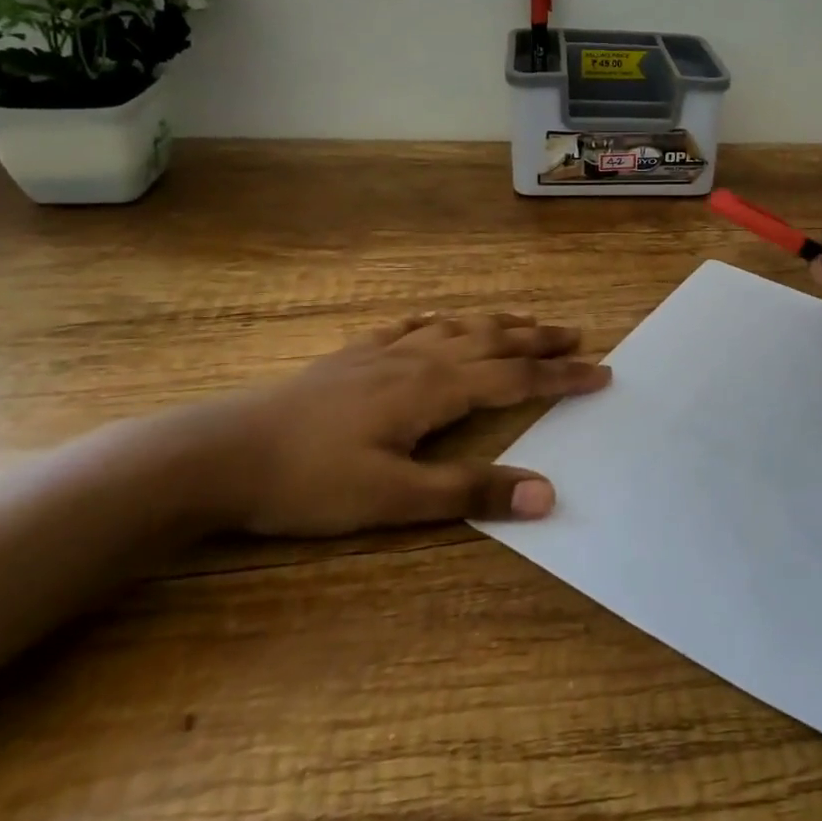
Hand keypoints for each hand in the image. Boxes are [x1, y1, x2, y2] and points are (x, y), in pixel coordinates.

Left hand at [200, 313, 610, 535]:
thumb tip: (547, 493)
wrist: (219, 454)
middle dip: (540, 341)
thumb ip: (471, 493)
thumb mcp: (395, 501)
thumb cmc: (311, 482)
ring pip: (457, 328)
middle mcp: (419, 359)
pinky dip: (438, 321)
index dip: (562, 377)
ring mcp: (383, 352)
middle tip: (579, 336)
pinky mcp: (352, 356)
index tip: (602, 372)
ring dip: (499, 324)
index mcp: (436, 389)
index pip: (516, 379)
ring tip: (528, 323)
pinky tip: (440, 319)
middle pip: (494, 342)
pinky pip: (408, 327)